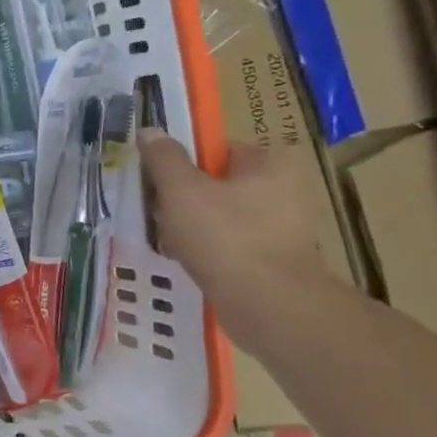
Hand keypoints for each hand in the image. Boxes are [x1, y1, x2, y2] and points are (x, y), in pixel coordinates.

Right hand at [136, 130, 325, 316]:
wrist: (269, 305)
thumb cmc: (225, 237)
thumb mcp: (181, 190)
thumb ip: (164, 158)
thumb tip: (151, 131)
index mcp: (271, 163)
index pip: (216, 150)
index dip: (181, 163)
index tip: (156, 183)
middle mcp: (285, 189)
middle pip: (215, 183)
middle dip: (182, 198)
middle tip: (157, 213)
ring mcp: (283, 226)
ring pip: (219, 215)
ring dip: (190, 225)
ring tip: (167, 240)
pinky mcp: (275, 258)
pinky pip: (229, 243)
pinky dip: (206, 249)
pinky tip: (185, 260)